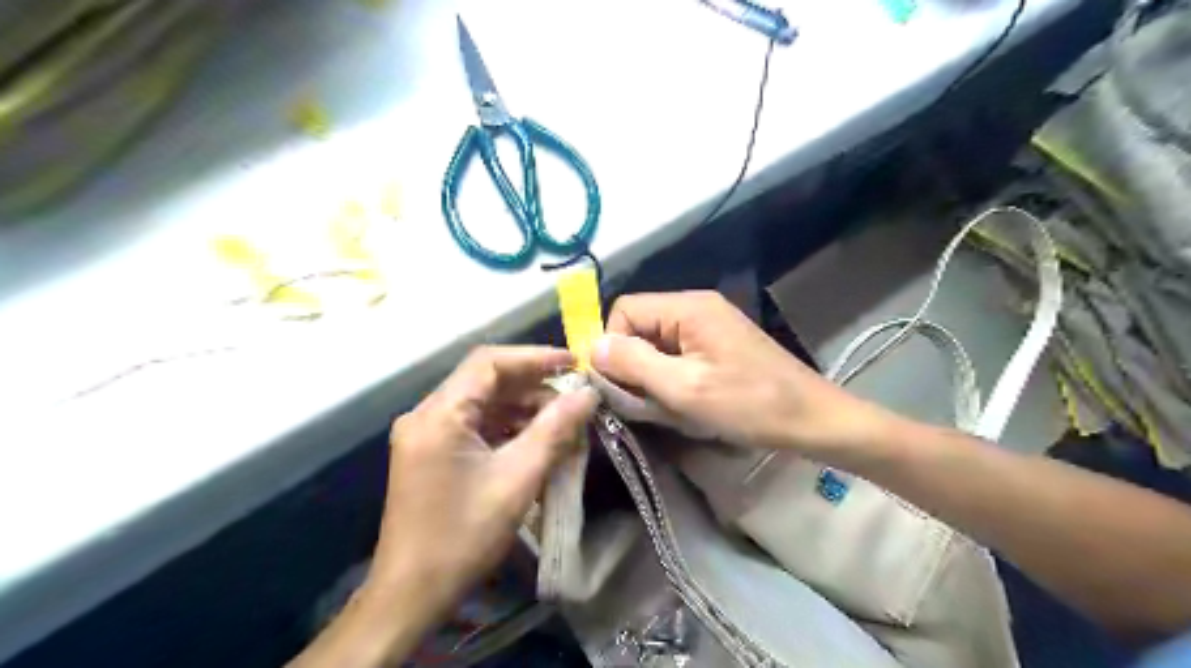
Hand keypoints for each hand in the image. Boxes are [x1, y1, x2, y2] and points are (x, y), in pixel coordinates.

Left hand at [371, 347, 594, 617]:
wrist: (411, 594)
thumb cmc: (464, 535)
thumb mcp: (518, 479)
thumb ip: (555, 430)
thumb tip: (588, 394)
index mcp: (439, 414)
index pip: (489, 362)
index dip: (535, 357)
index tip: (574, 364)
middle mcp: (426, 414)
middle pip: (485, 380)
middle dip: (532, 385)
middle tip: (574, 397)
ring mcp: (426, 434)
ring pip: (482, 402)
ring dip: (522, 407)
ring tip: (562, 420)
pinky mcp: (431, 452)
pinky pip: (474, 425)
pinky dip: (506, 426)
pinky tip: (536, 439)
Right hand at [589, 292, 887, 460]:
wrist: (811, 419)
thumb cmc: (749, 404)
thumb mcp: (685, 388)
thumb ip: (634, 364)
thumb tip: (592, 346)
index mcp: (687, 308)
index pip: (624, 310)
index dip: (612, 346)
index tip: (620, 386)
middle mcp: (695, 307)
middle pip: (639, 327)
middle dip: (633, 366)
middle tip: (645, 404)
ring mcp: (709, 326)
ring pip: (655, 345)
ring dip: (652, 378)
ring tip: (668, 408)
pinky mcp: (717, 345)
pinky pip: (676, 355)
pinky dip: (671, 380)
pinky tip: (685, 404)